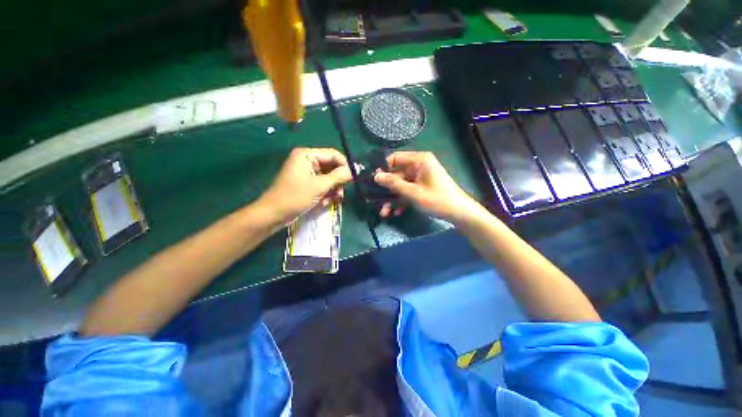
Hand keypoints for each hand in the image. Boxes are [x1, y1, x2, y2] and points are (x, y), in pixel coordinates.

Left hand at [259, 148, 352, 225]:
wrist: (274, 214)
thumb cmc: (295, 197)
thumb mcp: (319, 186)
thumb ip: (338, 176)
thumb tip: (355, 170)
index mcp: (307, 155)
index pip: (333, 154)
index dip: (345, 165)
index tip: (354, 178)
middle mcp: (307, 161)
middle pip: (331, 167)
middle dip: (337, 181)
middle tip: (340, 193)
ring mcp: (307, 173)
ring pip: (328, 178)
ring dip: (332, 190)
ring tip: (331, 200)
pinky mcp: (307, 183)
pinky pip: (322, 185)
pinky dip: (325, 194)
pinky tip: (324, 203)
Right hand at [373, 151, 481, 223]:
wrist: (459, 213)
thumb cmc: (437, 199)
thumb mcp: (413, 192)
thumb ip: (393, 183)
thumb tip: (375, 176)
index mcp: (419, 160)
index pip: (395, 158)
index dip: (383, 168)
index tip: (373, 181)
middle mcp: (419, 165)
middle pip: (396, 174)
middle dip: (387, 190)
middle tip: (376, 201)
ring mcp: (420, 177)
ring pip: (401, 185)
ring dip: (393, 198)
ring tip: (385, 213)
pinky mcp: (422, 186)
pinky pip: (408, 190)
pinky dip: (402, 200)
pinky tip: (397, 212)